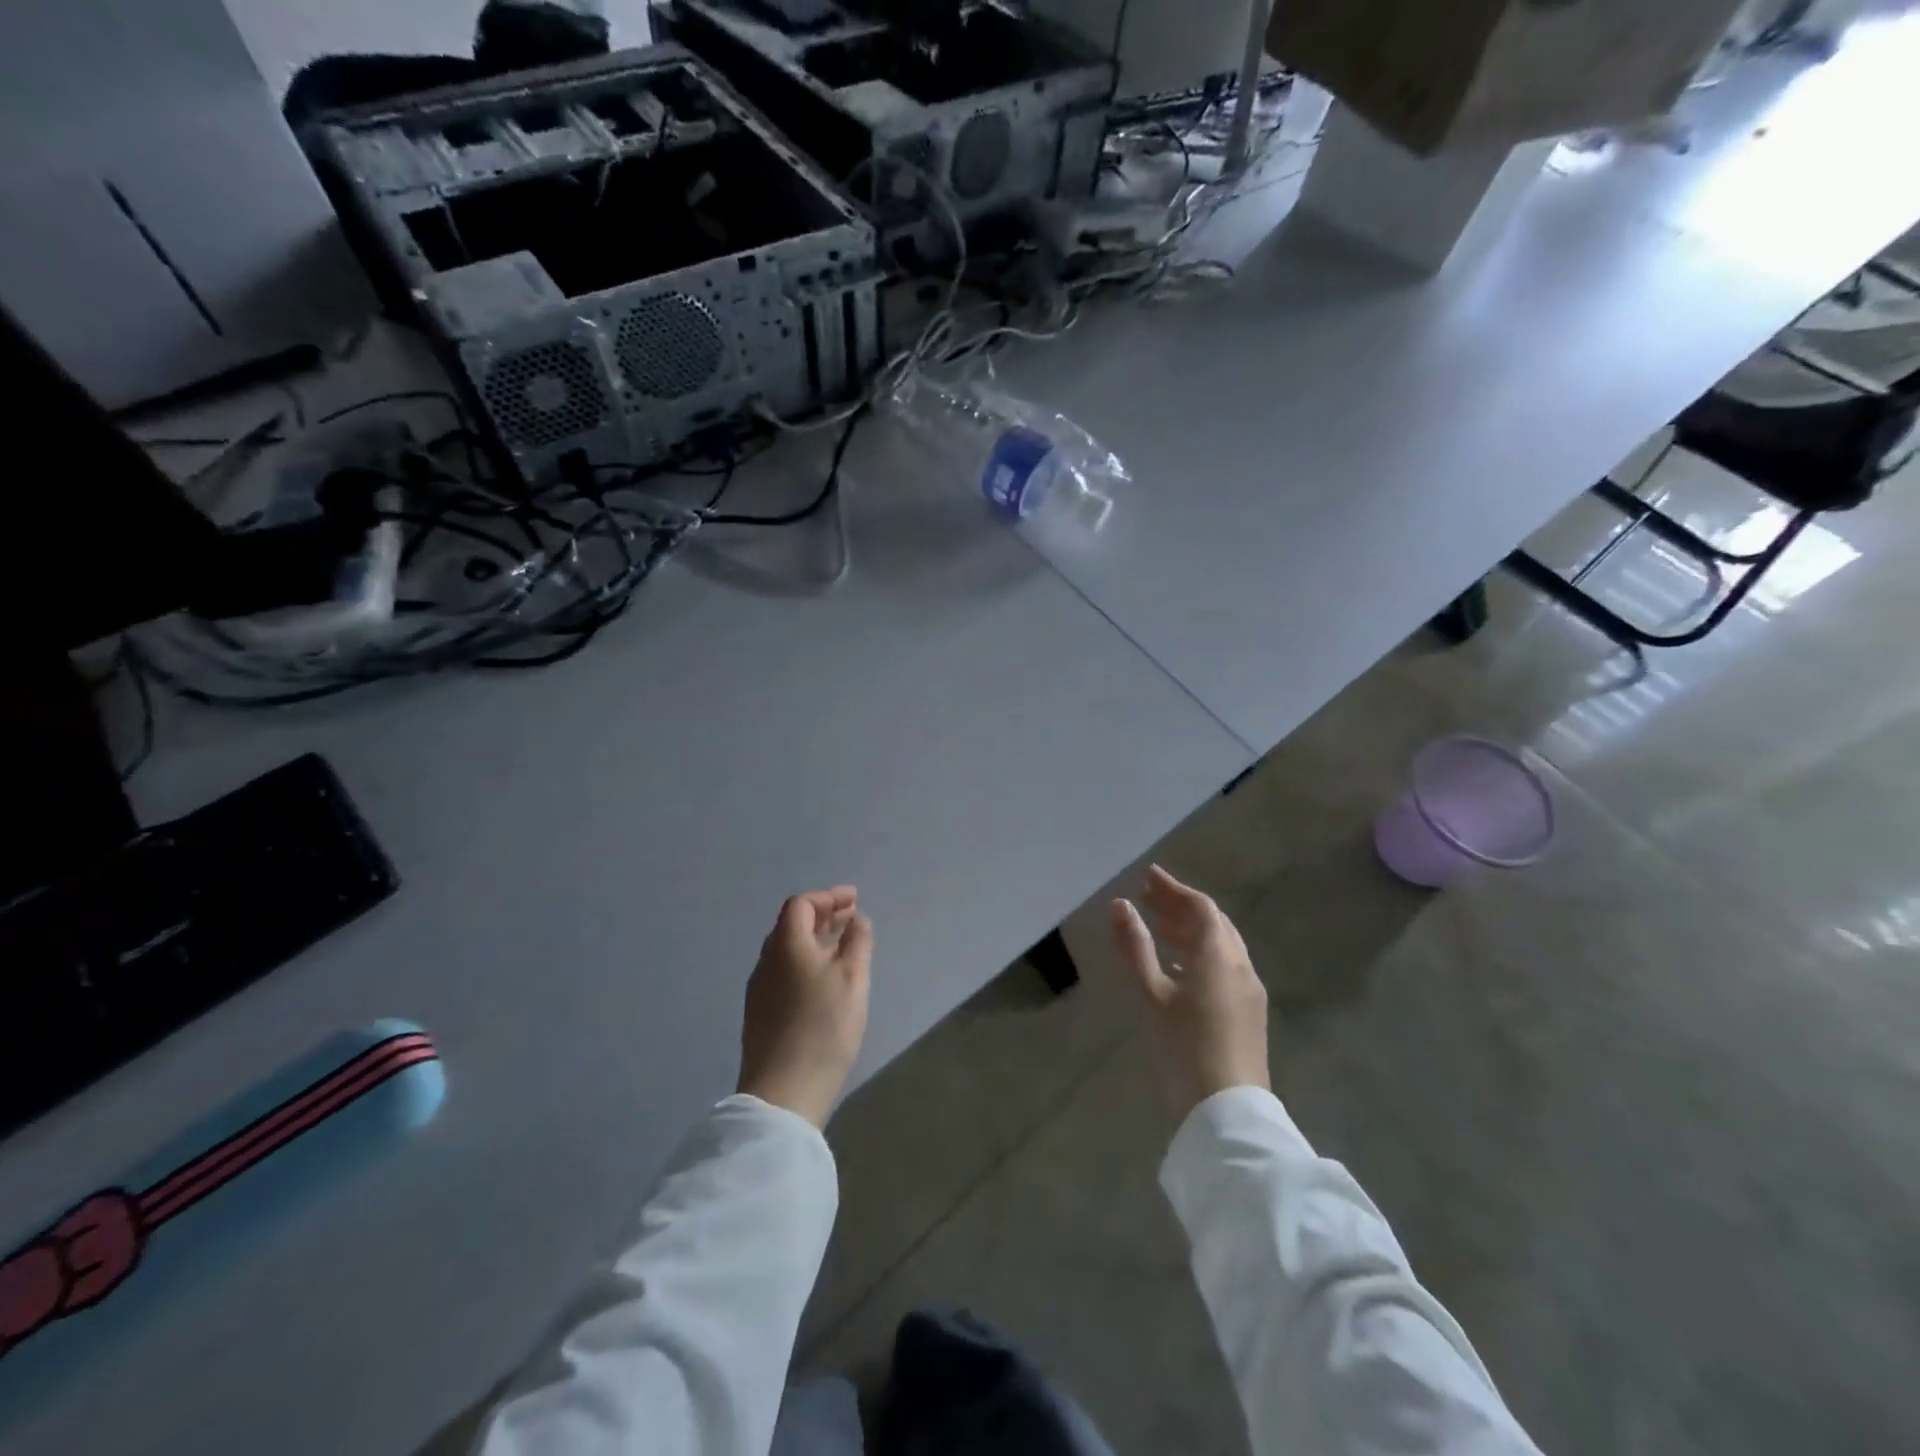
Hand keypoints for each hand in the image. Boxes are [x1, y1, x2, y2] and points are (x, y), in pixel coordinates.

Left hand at [738, 887, 873, 1127]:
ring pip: (787, 950)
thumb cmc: (824, 1026)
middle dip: (822, 916)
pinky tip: (824, 980)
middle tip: (851, 918)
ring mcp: (760, 989)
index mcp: (786, 944)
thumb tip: (856, 920)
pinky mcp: (761, 1014)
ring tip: (842, 946)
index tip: (854, 900)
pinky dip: (806, 962)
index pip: (802, 905)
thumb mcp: (852, 978)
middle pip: (791, 925)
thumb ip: (857, 942)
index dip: (828, 897)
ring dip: (814, 940)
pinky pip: (784, 972)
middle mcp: (767, 961)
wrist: (784, 1091)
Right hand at [1110, 865, 1268, 1118]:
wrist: (1227, 1112)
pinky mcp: (1248, 1012)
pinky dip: (1200, 953)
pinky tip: (1179, 965)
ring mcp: (1248, 990)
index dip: (1174, 888)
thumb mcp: (1151, 995)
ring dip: (1191, 929)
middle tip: (1149, 896)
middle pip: (1213, 923)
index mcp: (1219, 956)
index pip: (1200, 907)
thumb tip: (1120, 905)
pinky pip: (1225, 966)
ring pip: (1221, 945)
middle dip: (1181, 906)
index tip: (1148, 876)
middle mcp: (1240, 965)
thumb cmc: (1184, 1048)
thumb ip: (1135, 947)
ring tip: (1158, 924)